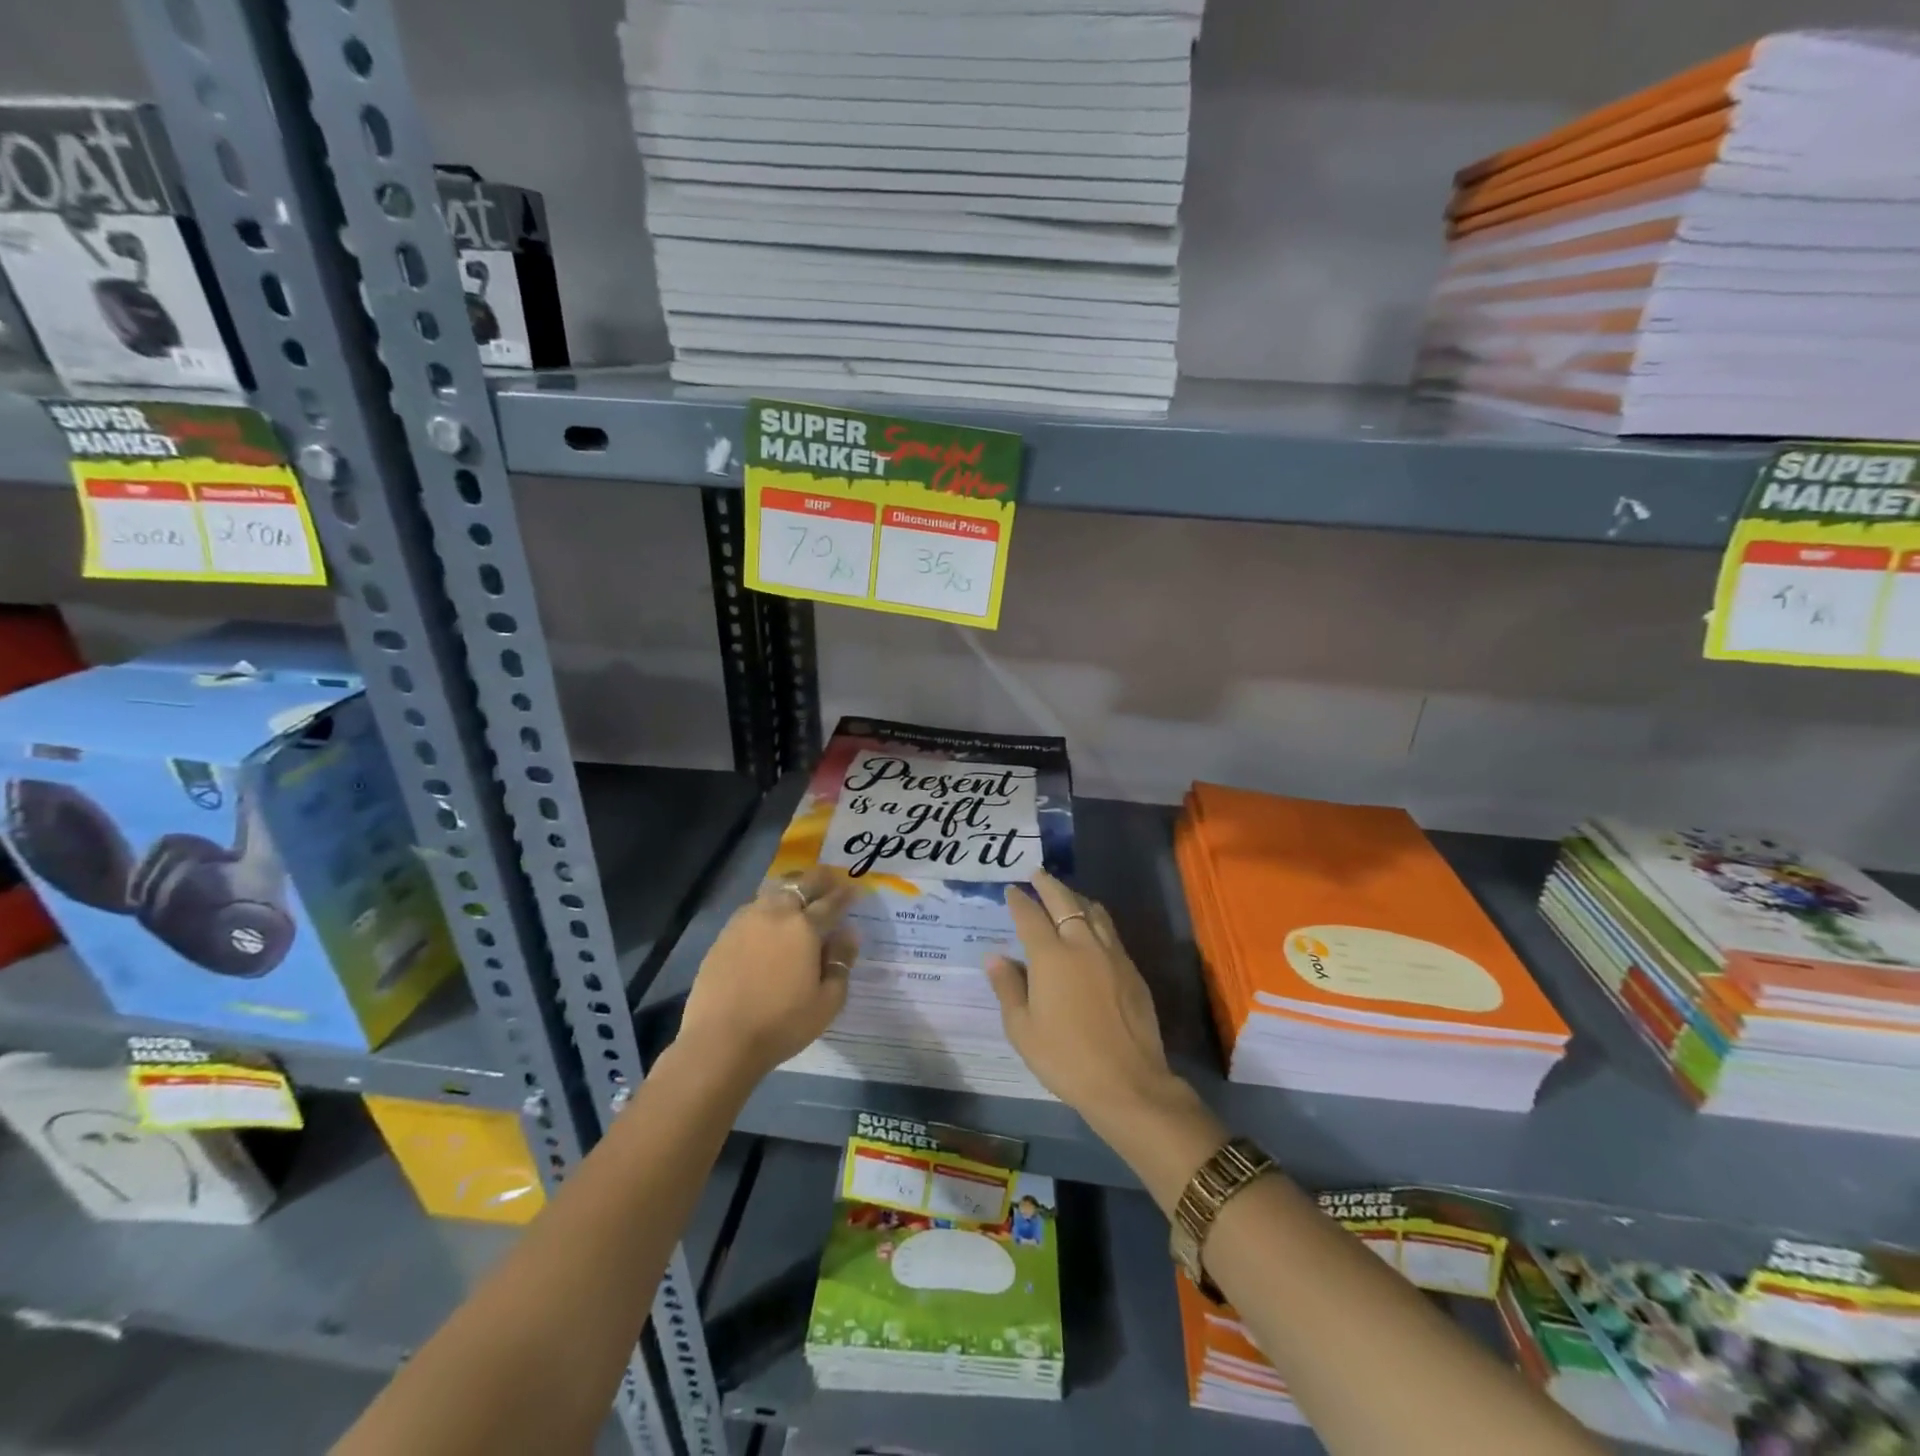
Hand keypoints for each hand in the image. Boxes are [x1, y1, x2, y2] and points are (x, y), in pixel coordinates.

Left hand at [676, 866, 857, 1079]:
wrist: (720, 1041)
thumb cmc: (782, 1024)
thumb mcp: (828, 1001)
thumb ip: (841, 962)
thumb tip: (848, 933)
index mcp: (804, 928)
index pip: (831, 902)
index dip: (845, 894)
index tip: (855, 889)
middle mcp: (775, 915)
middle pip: (800, 885)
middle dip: (819, 879)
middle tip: (830, 879)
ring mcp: (745, 922)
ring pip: (773, 892)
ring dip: (791, 888)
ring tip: (800, 893)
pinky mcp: (724, 936)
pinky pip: (752, 908)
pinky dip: (767, 906)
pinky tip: (769, 919)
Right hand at [986, 870, 1186, 1129]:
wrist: (1128, 1083)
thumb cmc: (1066, 1059)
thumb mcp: (1023, 1029)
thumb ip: (1008, 987)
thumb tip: (995, 956)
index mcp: (1051, 957)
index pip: (1030, 916)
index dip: (1019, 901)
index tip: (1012, 890)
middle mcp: (1082, 944)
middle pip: (1064, 902)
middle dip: (1048, 884)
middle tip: (1037, 873)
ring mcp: (1112, 954)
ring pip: (1093, 911)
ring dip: (1075, 897)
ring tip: (1065, 894)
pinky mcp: (1131, 969)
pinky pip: (1110, 930)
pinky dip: (1095, 918)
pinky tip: (1091, 927)